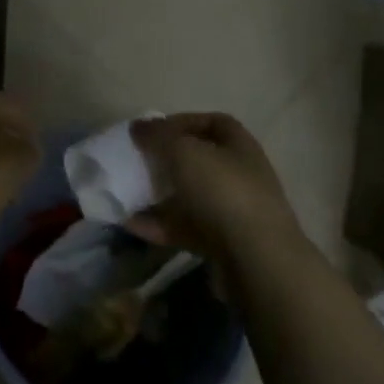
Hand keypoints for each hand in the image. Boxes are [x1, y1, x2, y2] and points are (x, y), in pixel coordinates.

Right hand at [126, 113, 302, 261]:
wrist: (257, 261)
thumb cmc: (223, 191)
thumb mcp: (184, 151)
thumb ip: (158, 135)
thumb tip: (138, 127)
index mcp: (238, 146)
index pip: (212, 123)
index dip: (182, 122)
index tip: (152, 130)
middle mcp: (239, 175)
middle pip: (198, 161)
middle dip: (166, 160)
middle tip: (137, 161)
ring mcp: (232, 211)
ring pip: (189, 196)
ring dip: (158, 195)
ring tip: (126, 194)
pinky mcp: (221, 243)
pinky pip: (184, 227)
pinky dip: (158, 225)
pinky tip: (131, 224)